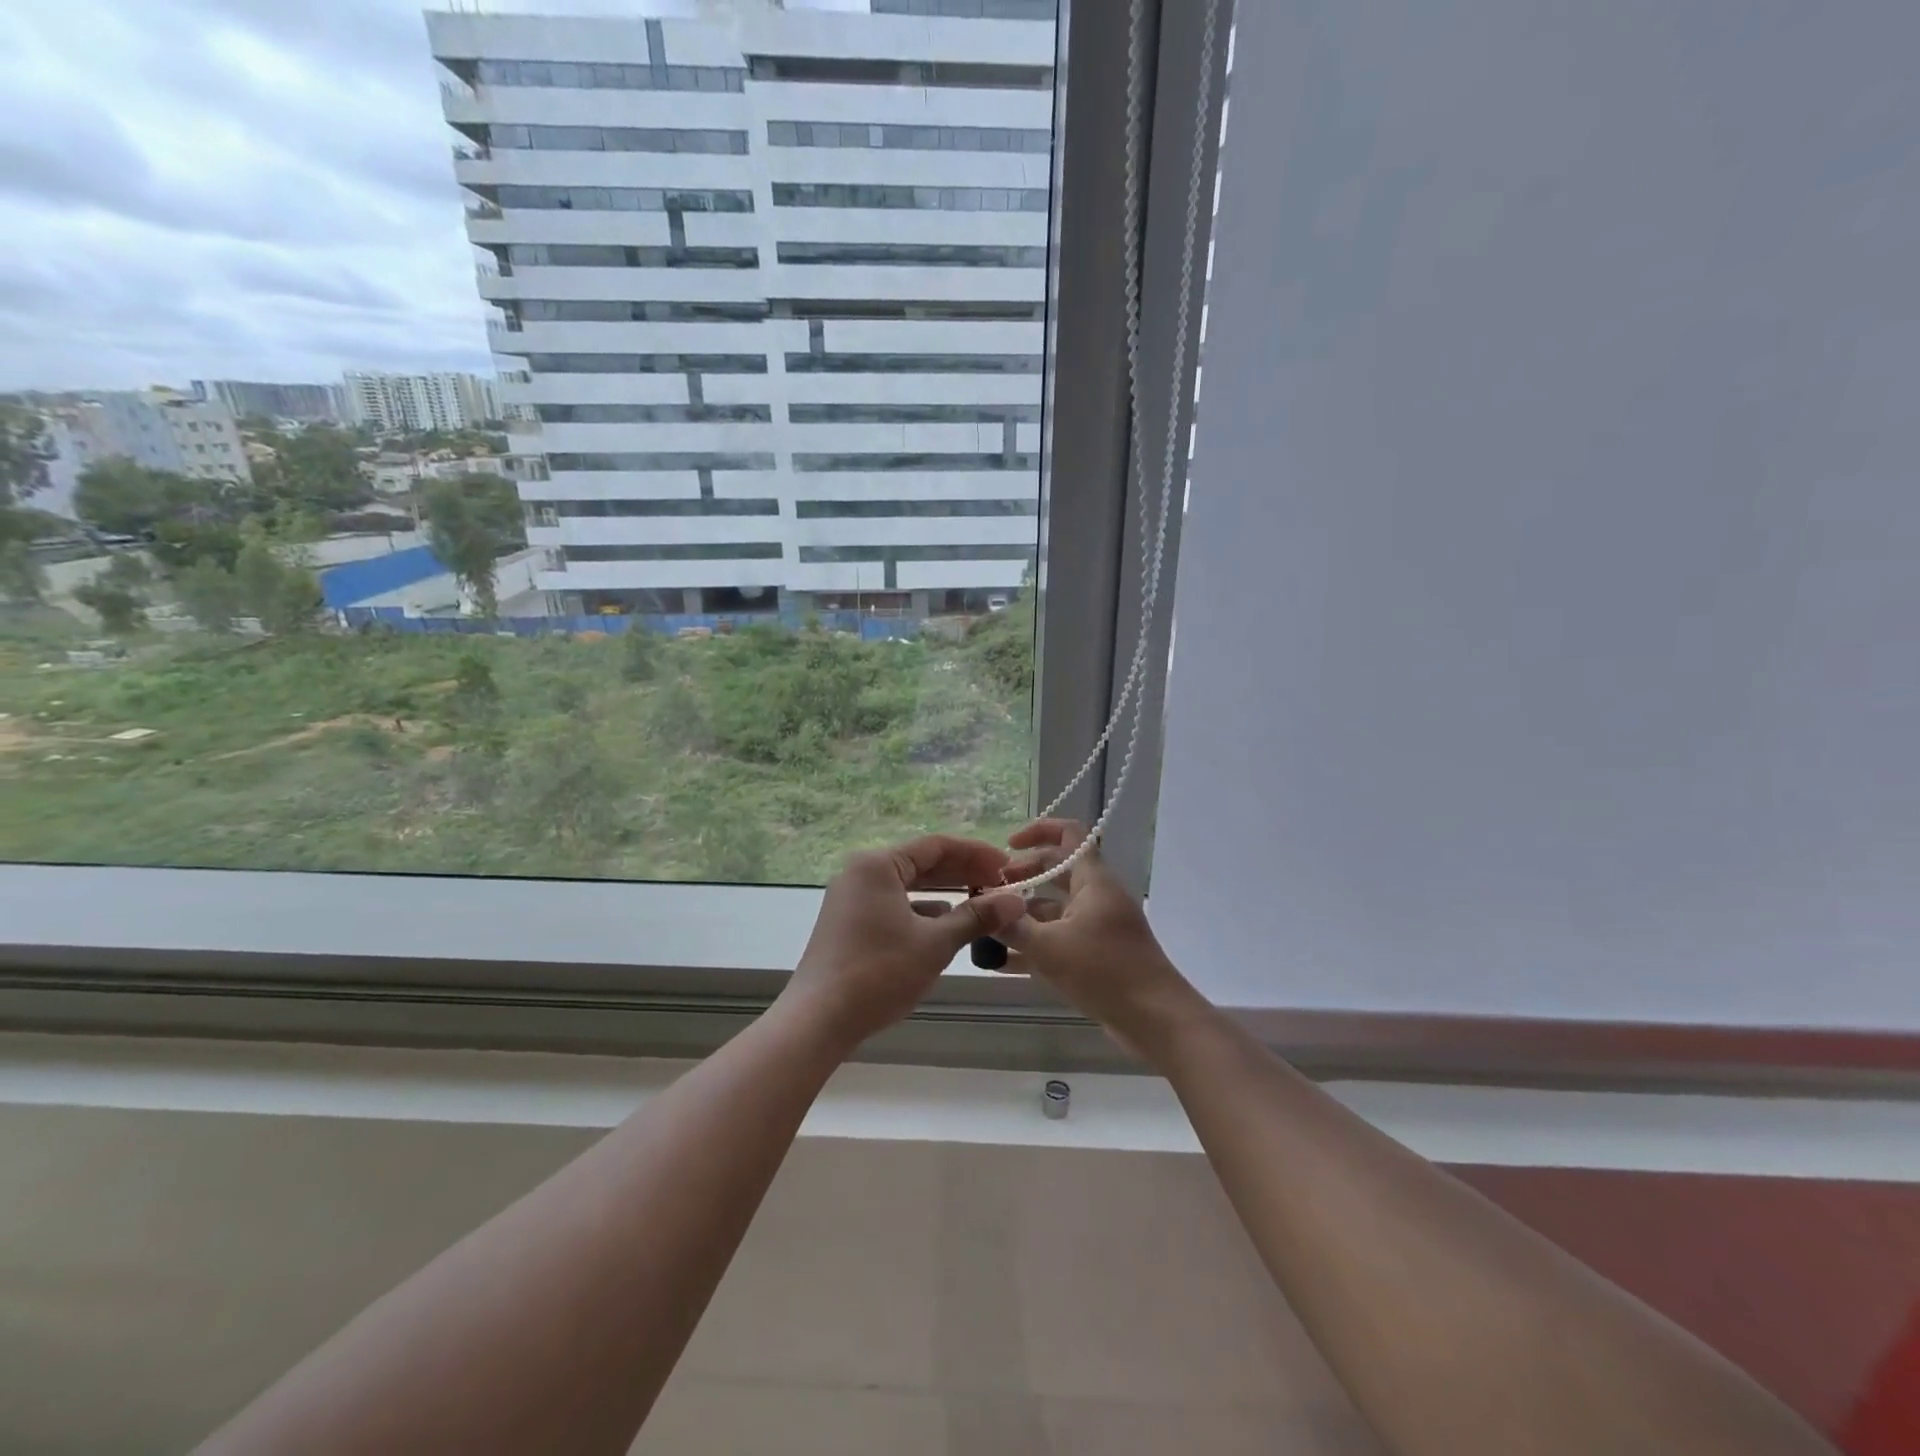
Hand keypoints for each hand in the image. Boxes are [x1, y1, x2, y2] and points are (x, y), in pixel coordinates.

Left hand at [782, 835, 1026, 1051]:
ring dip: (944, 892)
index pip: (936, 846)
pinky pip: (893, 904)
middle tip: (999, 884)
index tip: (1006, 866)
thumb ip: (976, 917)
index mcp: (878, 865)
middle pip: (920, 862)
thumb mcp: (935, 944)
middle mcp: (861, 872)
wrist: (818, 1019)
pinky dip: (921, 910)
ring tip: (980, 902)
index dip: (975, 853)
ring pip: (907, 885)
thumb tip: (1016, 901)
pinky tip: (945, 924)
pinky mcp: (848, 922)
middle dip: (961, 872)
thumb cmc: (879, 973)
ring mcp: (851, 898)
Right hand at [998, 819, 1201, 1057]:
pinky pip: (1059, 939)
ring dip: (1024, 914)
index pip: (1069, 834)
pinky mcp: (1096, 955)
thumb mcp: (1051, 948)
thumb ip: (1014, 927)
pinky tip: (1001, 963)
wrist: (1156, 1019)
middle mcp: (1097, 897)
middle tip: (990, 890)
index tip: (1008, 844)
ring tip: (988, 926)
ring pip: (1055, 909)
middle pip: (1057, 870)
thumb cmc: (1105, 971)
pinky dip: (1034, 945)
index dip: (1039, 830)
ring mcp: (1098, 926)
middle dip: (1023, 875)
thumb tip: (985, 911)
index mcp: (1093, 881)